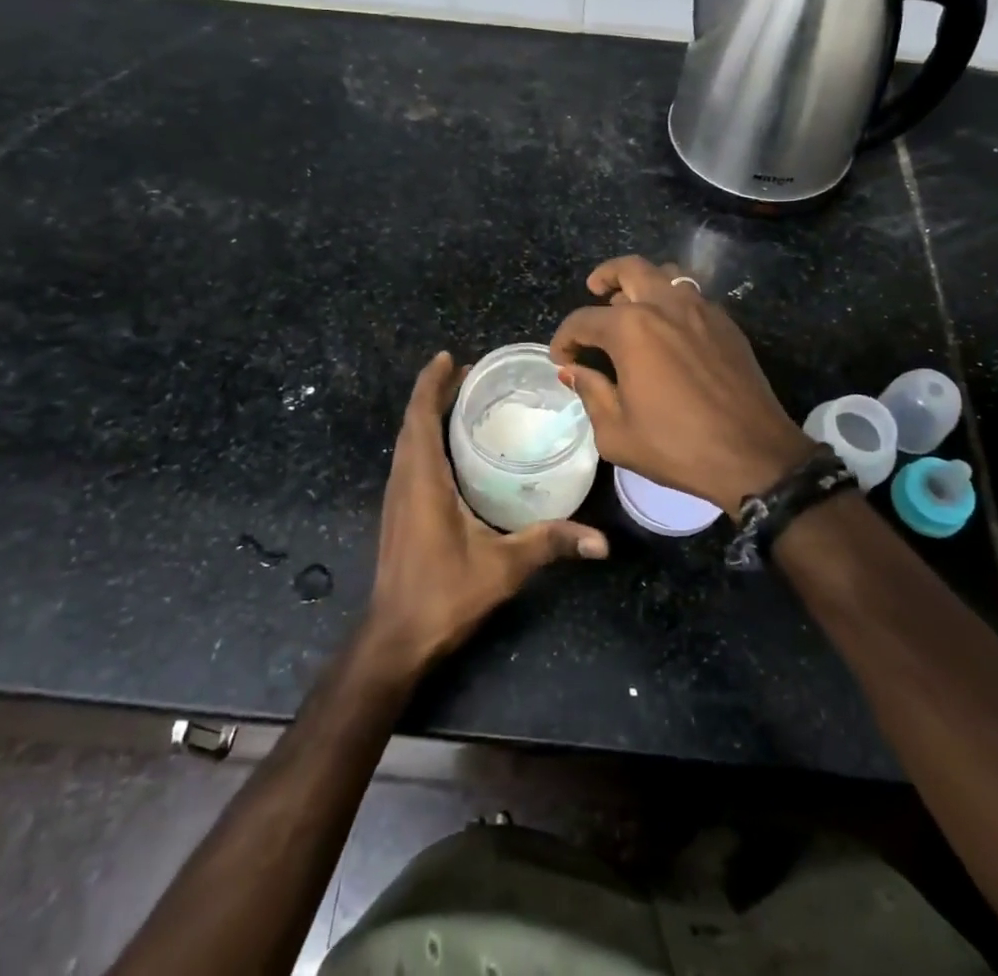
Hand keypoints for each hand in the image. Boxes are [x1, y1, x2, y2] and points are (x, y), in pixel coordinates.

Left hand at [366, 352, 608, 672]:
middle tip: (469, 372)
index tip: (449, 357)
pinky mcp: (398, 512)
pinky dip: (425, 437)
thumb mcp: (503, 567)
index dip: (431, 384)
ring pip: (407, 440)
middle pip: (412, 422)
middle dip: (434, 391)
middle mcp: (404, 480)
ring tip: (461, 398)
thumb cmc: (444, 595)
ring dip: (427, 413)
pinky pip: (408, 458)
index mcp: (423, 480)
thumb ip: (549, 544)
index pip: (420, 417)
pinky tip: (450, 446)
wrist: (396, 639)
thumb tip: (601, 541)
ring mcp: (397, 497)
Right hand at [550, 256, 815, 517]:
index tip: (562, 359)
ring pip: (666, 274)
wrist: (754, 455)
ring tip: (632, 306)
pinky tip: (669, 331)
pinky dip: (672, 301)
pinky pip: (693, 296)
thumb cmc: (678, 446)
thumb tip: (575, 371)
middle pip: (630, 269)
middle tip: (595, 290)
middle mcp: (666, 305)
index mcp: (632, 329)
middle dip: (605, 276)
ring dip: (643, 283)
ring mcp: (702, 310)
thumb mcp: (617, 433)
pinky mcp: (727, 324)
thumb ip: (590, 393)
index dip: (564, 339)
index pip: (583, 320)